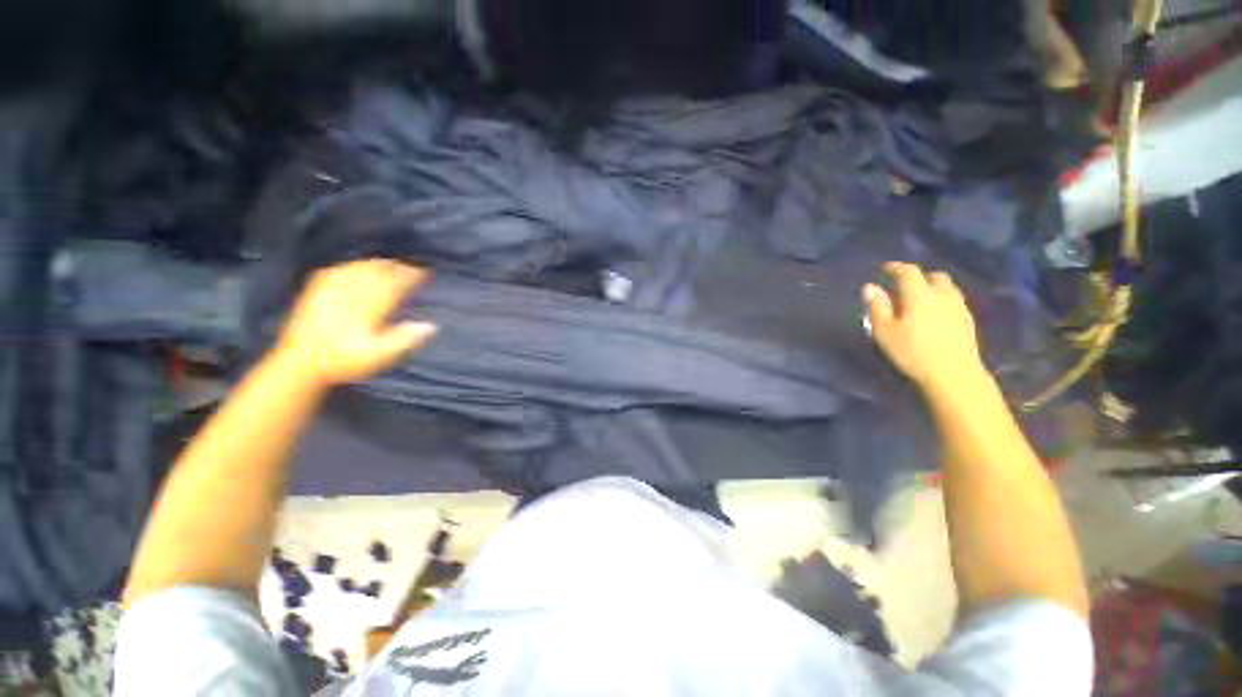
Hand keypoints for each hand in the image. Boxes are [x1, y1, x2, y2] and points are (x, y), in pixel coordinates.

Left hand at [272, 259, 436, 386]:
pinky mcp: (316, 291)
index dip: (411, 276)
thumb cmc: (345, 361)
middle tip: (412, 267)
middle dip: (397, 267)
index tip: (425, 273)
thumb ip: (404, 340)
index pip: (395, 284)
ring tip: (391, 264)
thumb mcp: (379, 356)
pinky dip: (353, 266)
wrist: (301, 363)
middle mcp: (351, 292)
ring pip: (359, 268)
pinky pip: (338, 270)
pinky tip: (357, 267)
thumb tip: (431, 326)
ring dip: (378, 264)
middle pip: (378, 272)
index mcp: (369, 306)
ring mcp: (331, 289)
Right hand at [863, 262, 985, 393]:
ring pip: (947, 288)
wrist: (953, 374)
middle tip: (904, 285)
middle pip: (934, 276)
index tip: (884, 268)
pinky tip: (935, 314)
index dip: (895, 267)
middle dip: (919, 276)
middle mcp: (942, 295)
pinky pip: (954, 301)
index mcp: (920, 294)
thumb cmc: (911, 351)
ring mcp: (959, 307)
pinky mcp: (967, 321)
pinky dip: (942, 300)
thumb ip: (877, 307)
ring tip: (920, 299)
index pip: (908, 272)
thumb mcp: (885, 331)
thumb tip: (870, 287)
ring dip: (933, 288)